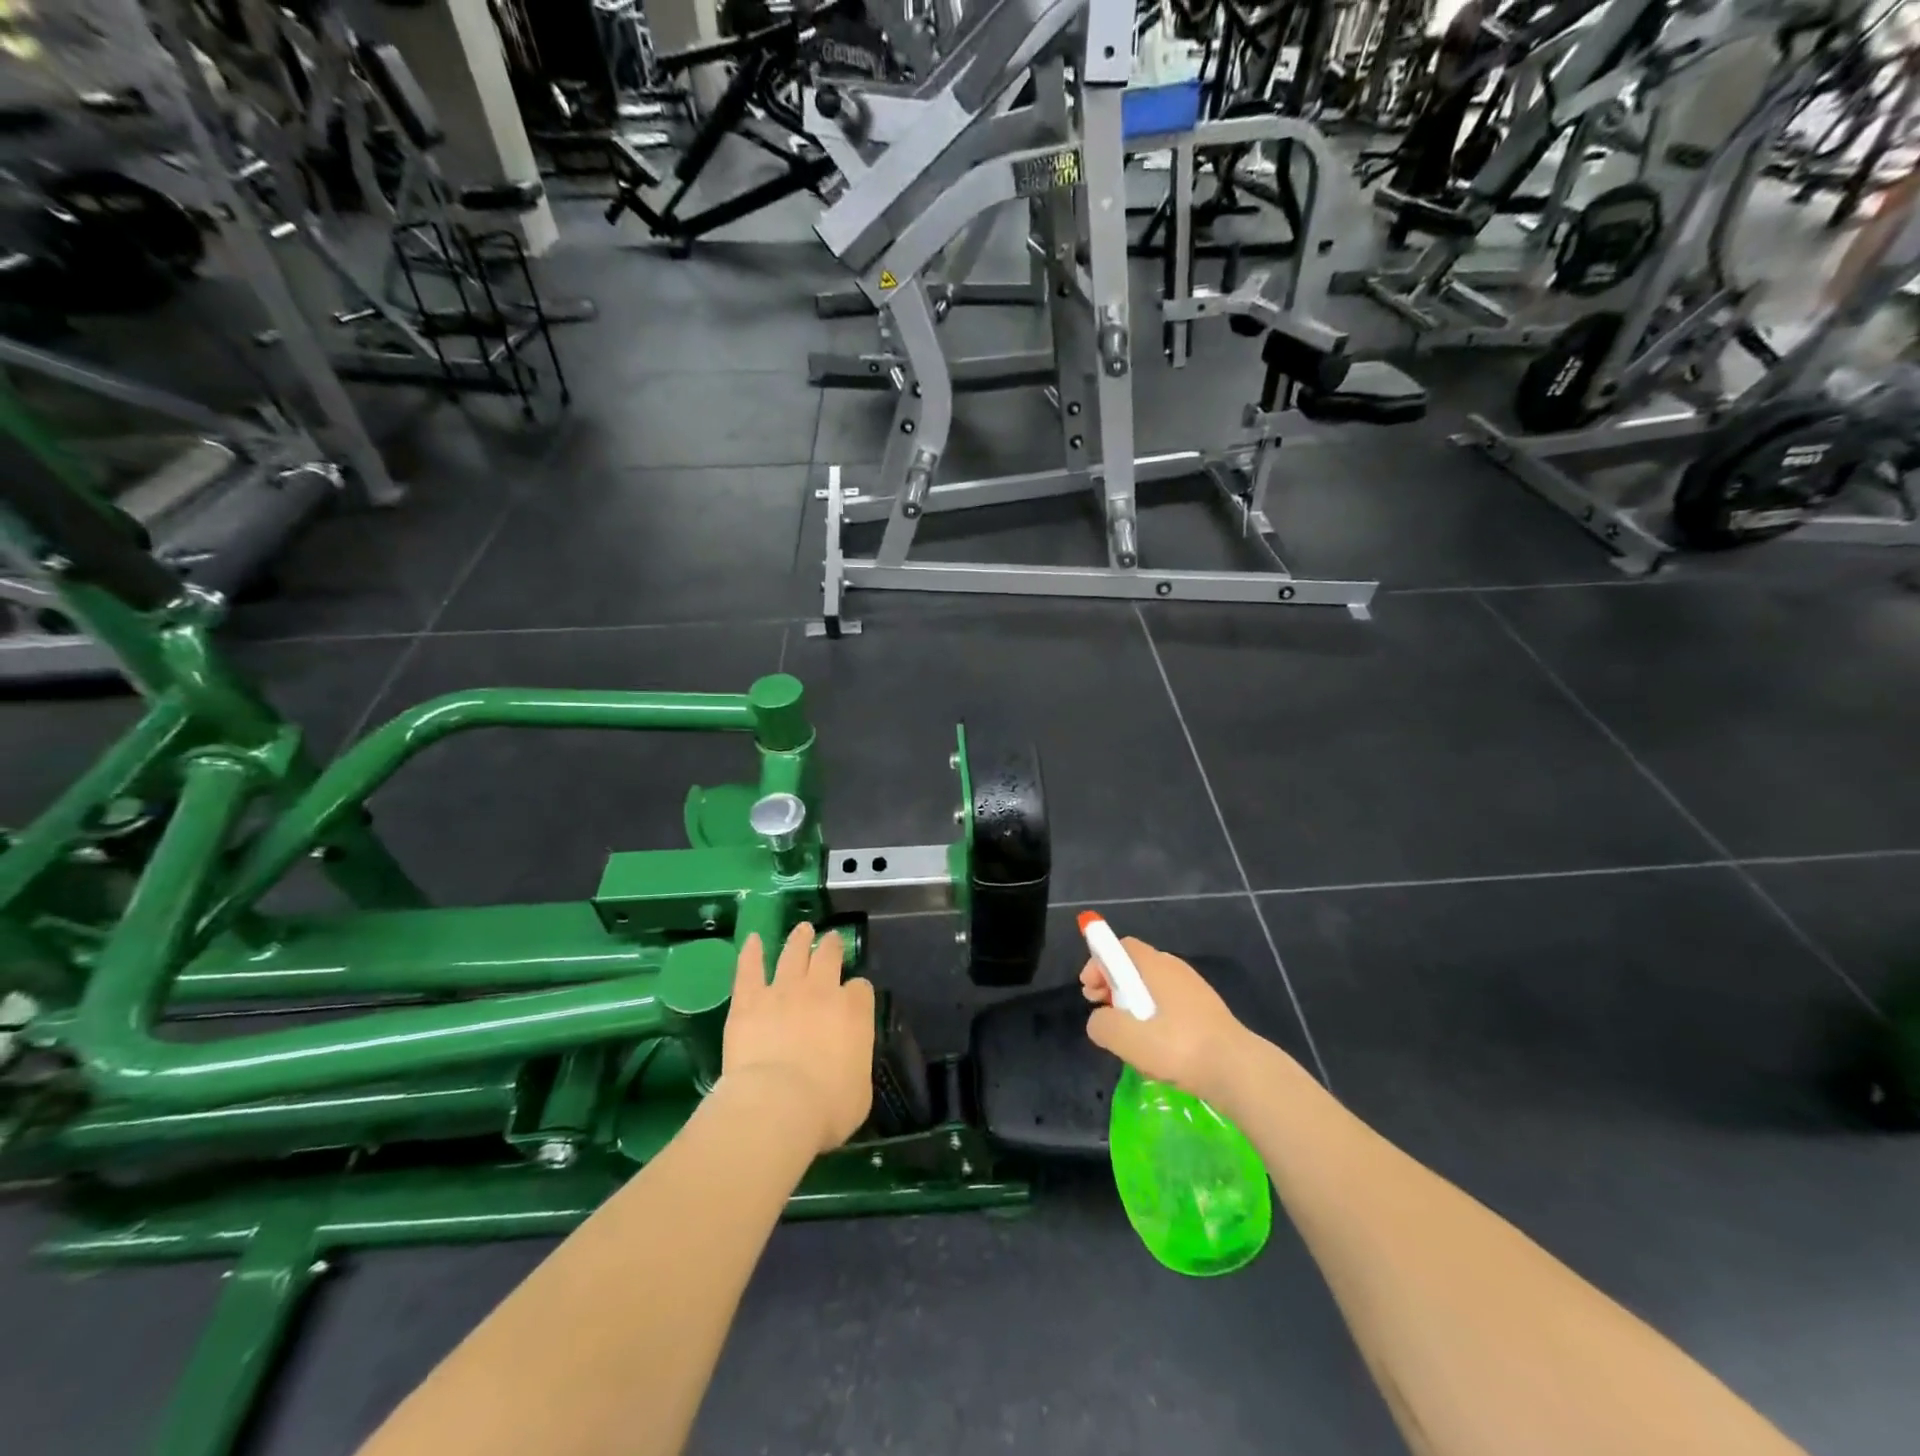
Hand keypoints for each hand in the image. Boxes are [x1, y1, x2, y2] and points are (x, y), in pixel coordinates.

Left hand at [722, 923, 874, 1153]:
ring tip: (802, 929)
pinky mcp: (749, 999)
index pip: (860, 989)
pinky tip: (752, 940)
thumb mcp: (860, 1093)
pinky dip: (751, 952)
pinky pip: (750, 968)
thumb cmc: (826, 1109)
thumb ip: (856, 1065)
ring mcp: (783, 990)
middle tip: (831, 939)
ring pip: (793, 953)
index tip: (853, 998)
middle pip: (829, 957)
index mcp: (854, 1012)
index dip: (857, 992)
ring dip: (799, 939)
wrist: (777, 1105)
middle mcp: (821, 991)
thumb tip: (849, 1061)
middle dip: (832, 946)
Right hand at [1082, 937, 1249, 1099]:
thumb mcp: (1127, 1038)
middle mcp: (1176, 970)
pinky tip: (1155, 1050)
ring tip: (1127, 1037)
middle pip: (1135, 967)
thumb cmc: (1179, 1047)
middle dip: (1112, 986)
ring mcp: (1194, 992)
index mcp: (1157, 966)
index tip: (1089, 990)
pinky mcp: (1206, 1014)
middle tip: (1102, 1012)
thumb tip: (1099, 1021)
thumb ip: (1102, 1024)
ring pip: (1152, 989)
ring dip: (1132, 1006)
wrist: (1239, 1071)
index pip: (1121, 947)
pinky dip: (1154, 1020)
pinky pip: (1170, 1007)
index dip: (1099, 963)